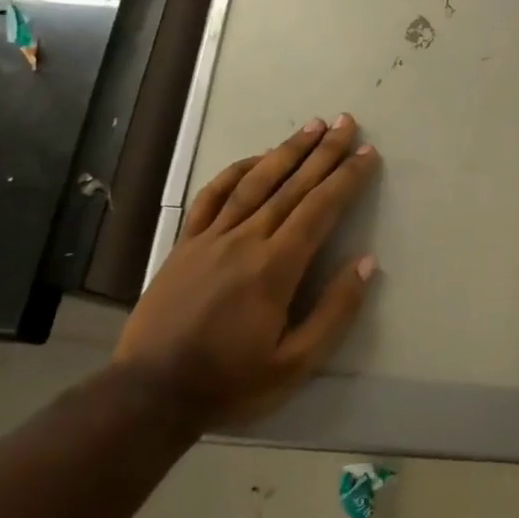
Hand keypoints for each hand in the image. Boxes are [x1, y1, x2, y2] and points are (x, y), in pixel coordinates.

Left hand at [114, 114, 380, 433]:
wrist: (150, 394)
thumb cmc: (230, 382)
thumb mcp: (295, 363)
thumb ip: (334, 312)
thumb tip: (366, 263)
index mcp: (276, 268)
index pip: (320, 209)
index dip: (346, 178)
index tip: (367, 153)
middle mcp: (246, 240)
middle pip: (292, 186)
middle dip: (324, 152)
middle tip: (347, 123)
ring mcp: (211, 238)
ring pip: (256, 183)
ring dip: (287, 151)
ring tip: (312, 126)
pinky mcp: (185, 244)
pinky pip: (213, 196)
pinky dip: (236, 172)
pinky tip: (256, 158)